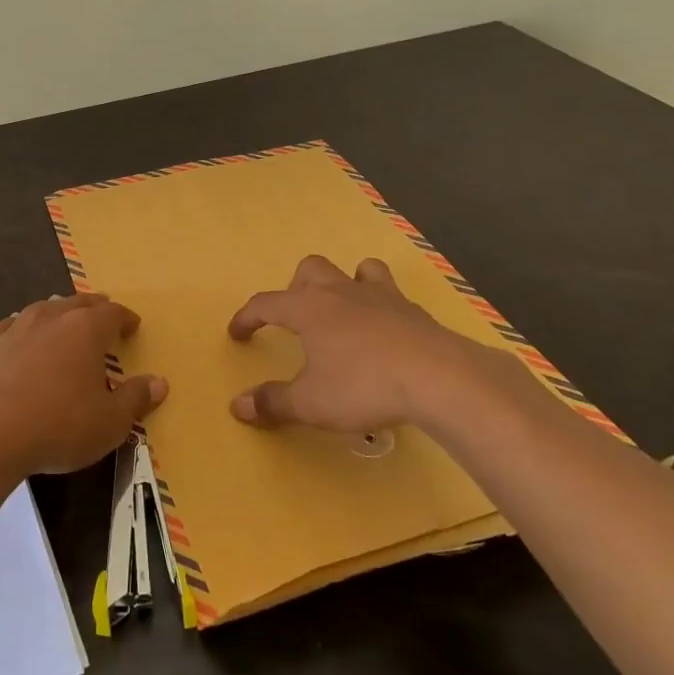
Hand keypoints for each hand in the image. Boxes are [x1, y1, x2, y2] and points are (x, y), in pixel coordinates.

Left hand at [0, 292, 166, 475]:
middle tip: (103, 314)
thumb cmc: (58, 426)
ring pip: (44, 308)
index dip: (125, 318)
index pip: (113, 313)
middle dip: (94, 308)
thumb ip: (136, 399)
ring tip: (65, 320)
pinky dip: (24, 328)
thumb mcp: (110, 422)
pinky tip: (21, 337)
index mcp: (86, 330)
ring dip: (59, 312)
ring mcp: (17, 327)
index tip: (132, 325)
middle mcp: (53, 317)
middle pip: (79, 303)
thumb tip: (160, 382)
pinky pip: (12, 325)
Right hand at [226, 254, 483, 432]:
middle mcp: (339, 292)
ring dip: (345, 282)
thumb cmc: (363, 385)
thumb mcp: (311, 403)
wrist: (436, 376)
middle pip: (310, 269)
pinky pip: (391, 293)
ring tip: (344, 309)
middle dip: (297, 287)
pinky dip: (382, 304)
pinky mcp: (412, 310)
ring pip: (356, 269)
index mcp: (307, 309)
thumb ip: (273, 402)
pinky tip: (386, 329)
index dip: (247, 317)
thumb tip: (237, 405)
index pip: (265, 303)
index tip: (237, 333)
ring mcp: (379, 296)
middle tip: (297, 317)